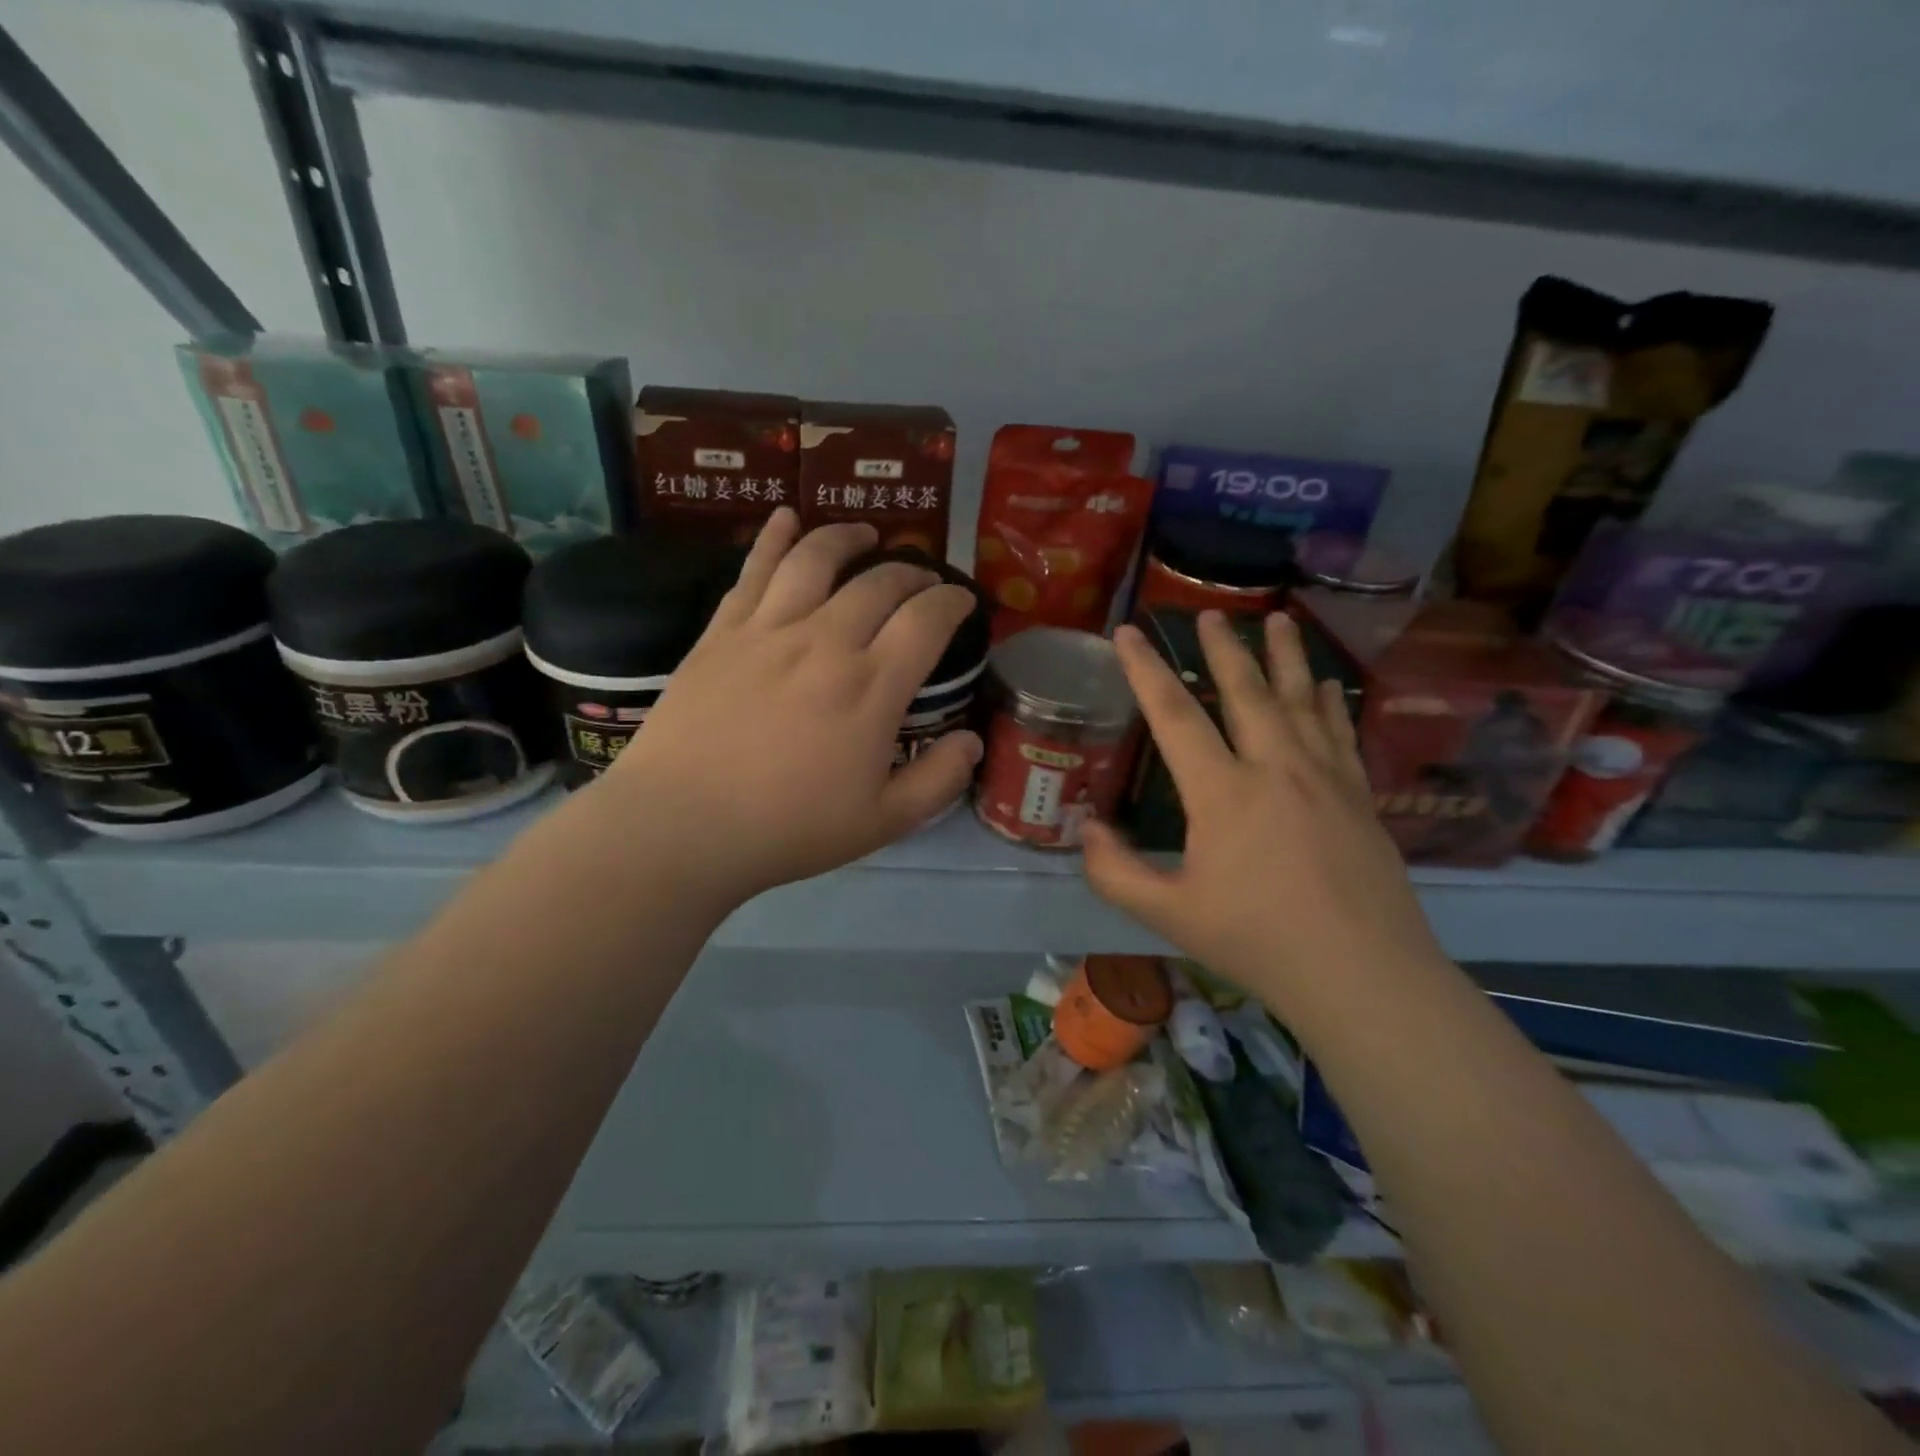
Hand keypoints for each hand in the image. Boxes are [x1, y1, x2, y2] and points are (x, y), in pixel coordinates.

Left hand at [595, 509, 981, 908]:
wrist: (682, 825)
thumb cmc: (788, 828)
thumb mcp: (883, 822)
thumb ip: (938, 780)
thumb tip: (973, 741)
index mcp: (872, 687)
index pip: (927, 619)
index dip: (953, 602)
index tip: (962, 602)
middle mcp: (826, 641)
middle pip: (880, 583)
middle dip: (912, 572)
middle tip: (922, 581)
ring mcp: (769, 630)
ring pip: (817, 559)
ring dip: (848, 538)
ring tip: (864, 534)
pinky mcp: (723, 631)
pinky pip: (753, 569)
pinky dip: (774, 538)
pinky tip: (786, 519)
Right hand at [1080, 611, 1444, 1010]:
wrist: (1361, 974)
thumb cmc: (1256, 942)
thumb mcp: (1168, 915)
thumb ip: (1115, 872)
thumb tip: (1087, 829)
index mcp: (1223, 792)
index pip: (1174, 715)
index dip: (1145, 670)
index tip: (1128, 633)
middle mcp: (1275, 767)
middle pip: (1245, 691)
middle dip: (1223, 648)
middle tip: (1211, 614)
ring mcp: (1324, 777)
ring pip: (1301, 699)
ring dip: (1286, 656)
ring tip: (1279, 620)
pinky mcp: (1358, 795)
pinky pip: (1340, 732)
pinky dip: (1330, 702)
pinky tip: (1329, 685)